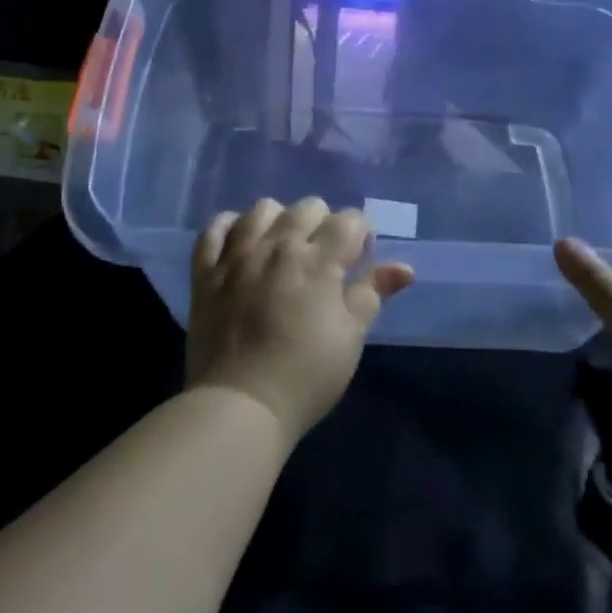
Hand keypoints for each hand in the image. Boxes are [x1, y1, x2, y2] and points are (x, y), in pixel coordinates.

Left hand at [187, 197, 413, 443]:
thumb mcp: (350, 337)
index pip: (349, 220)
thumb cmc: (307, 375)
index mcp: (319, 260)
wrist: (241, 405)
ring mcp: (238, 255)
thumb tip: (405, 268)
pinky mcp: (206, 272)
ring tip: (282, 246)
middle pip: (307, 207)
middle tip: (324, 256)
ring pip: (261, 210)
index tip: (359, 256)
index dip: (360, 232)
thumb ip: (373, 293)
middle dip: (324, 222)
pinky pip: (214, 229)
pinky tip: (240, 242)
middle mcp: (278, 246)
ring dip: (279, 219)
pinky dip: (229, 226)